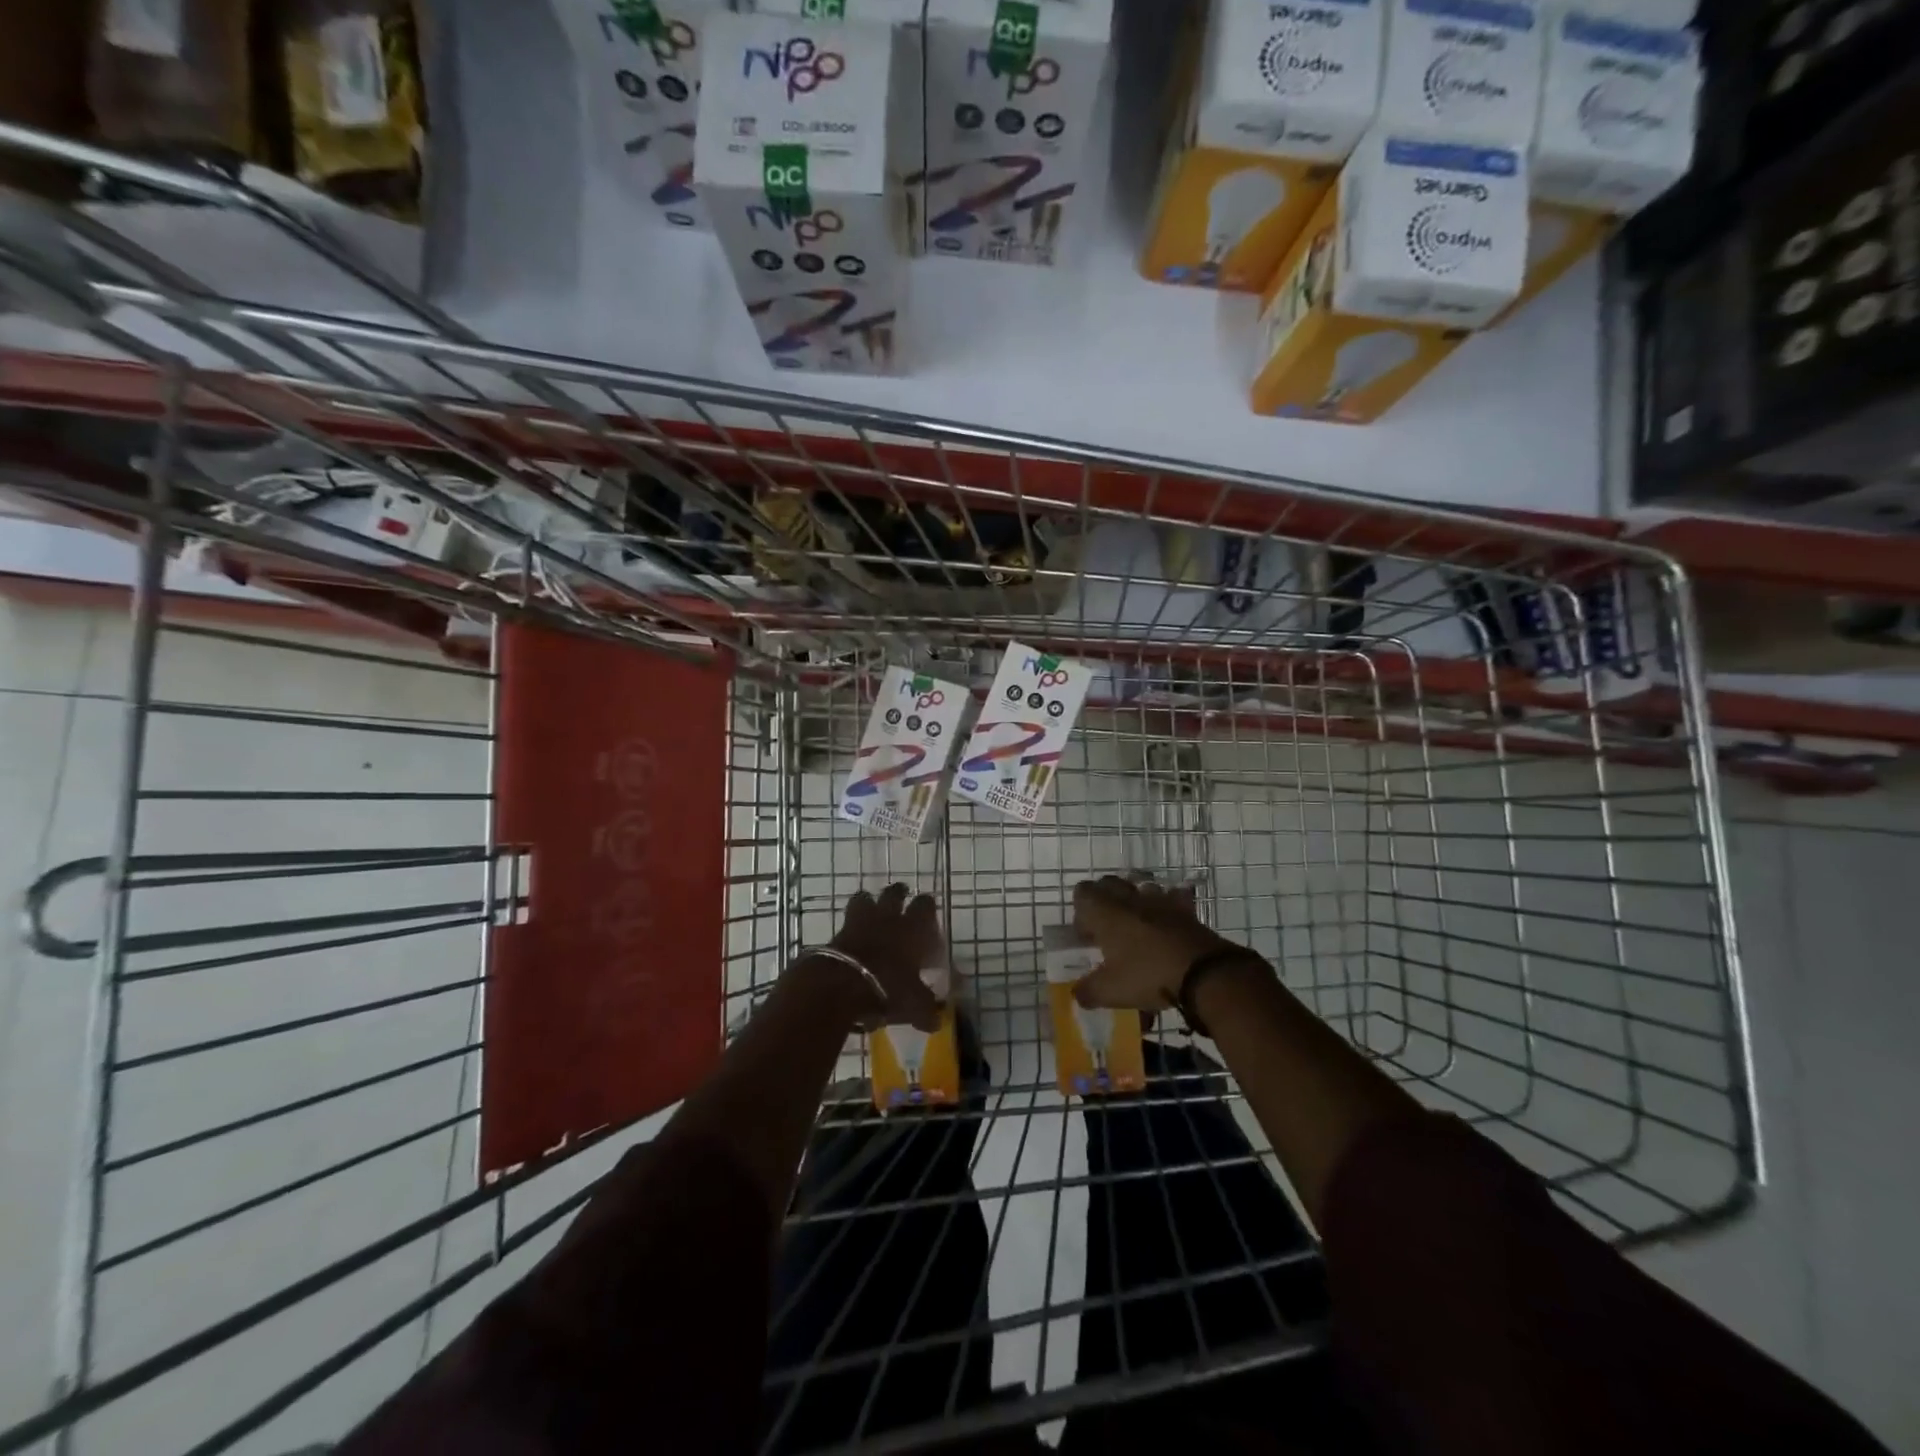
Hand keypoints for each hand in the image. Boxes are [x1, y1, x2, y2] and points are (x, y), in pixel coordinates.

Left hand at [793, 884, 943, 1031]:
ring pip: (864, 898)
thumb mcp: (914, 1005)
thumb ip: (926, 1010)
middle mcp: (887, 919)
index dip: (927, 907)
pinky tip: (853, 938)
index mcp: (912, 929)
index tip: (928, 913)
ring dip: (869, 903)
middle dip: (898, 894)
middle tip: (901, 898)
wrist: (841, 985)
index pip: (925, 906)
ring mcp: (859, 923)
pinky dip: (850, 927)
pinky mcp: (837, 934)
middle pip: (893, 894)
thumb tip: (936, 1022)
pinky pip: (846, 923)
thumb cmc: (888, 989)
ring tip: (871, 911)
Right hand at [1071, 876, 1265, 1012]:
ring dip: (1135, 901)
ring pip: (1140, 887)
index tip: (1087, 937)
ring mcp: (1160, 900)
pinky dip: (1168, 907)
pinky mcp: (1185, 908)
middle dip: (1105, 902)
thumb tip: (1078, 994)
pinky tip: (1168, 925)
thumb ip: (1088, 991)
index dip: (1081, 912)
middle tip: (1108, 931)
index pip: (1082, 893)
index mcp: (1106, 912)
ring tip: (1138, 928)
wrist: (1204, 972)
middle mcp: (1130, 898)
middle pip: (1109, 884)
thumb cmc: (1148, 975)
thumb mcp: (1111, 991)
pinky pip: (1173, 897)